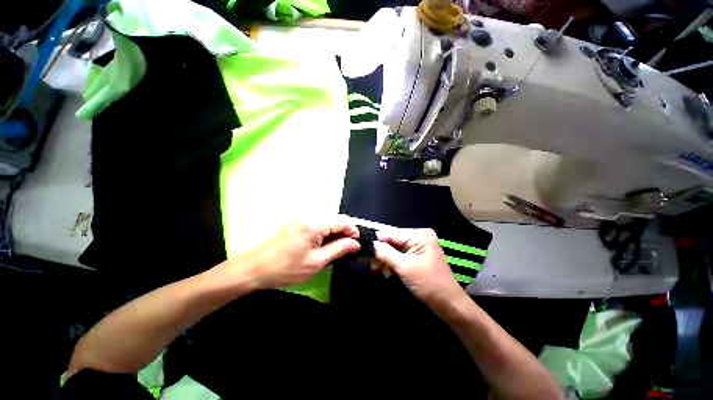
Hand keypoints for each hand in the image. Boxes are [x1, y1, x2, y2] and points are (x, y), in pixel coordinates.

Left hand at [226, 218, 360, 289]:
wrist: (252, 267)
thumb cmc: (285, 268)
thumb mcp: (316, 262)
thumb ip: (339, 249)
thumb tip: (356, 244)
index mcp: (315, 223)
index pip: (343, 221)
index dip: (353, 231)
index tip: (356, 244)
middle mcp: (309, 214)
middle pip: (335, 218)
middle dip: (344, 232)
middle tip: (346, 248)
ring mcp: (301, 215)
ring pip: (327, 219)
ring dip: (334, 231)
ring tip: (334, 247)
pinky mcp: (295, 219)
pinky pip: (317, 221)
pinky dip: (324, 230)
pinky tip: (321, 243)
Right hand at [373, 228, 464, 306]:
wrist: (448, 304)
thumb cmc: (428, 283)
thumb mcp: (404, 267)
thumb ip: (386, 253)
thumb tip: (371, 243)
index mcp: (420, 235)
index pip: (393, 233)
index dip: (378, 240)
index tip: (364, 247)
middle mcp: (419, 237)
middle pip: (393, 242)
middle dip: (382, 253)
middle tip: (373, 264)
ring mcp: (418, 247)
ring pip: (394, 250)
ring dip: (386, 260)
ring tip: (379, 270)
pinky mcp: (416, 257)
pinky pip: (399, 256)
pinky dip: (392, 264)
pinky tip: (388, 273)